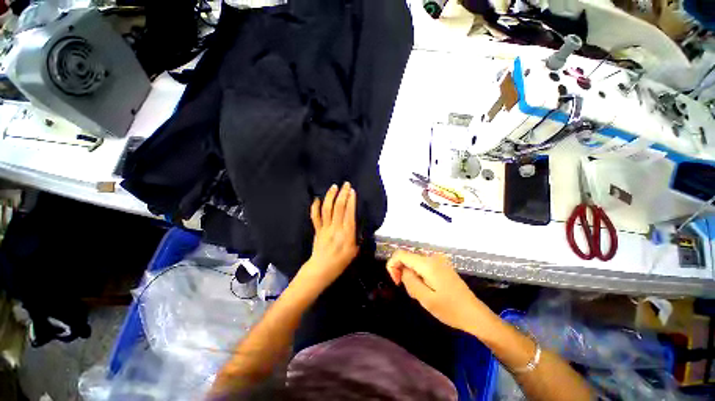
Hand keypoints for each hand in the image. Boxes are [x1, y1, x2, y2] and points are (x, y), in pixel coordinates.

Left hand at [300, 182, 358, 289]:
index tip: (352, 191)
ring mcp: (325, 228)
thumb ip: (356, 236)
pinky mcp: (317, 229)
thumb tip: (356, 223)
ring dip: (330, 196)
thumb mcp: (355, 250)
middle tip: (345, 184)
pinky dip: (315, 207)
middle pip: (338, 207)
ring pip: (327, 209)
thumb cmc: (341, 261)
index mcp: (347, 233)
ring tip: (334, 187)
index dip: (351, 200)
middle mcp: (336, 228)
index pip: (349, 213)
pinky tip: (317, 198)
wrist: (322, 269)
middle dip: (342, 194)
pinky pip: (315, 216)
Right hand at [386, 250, 486, 332]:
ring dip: (412, 277)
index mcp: (427, 263)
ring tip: (422, 295)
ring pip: (414, 264)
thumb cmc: (450, 309)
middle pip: (407, 259)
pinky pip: (423, 267)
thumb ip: (409, 280)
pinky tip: (427, 290)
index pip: (400, 254)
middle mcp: (432, 257)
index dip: (393, 265)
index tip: (397, 282)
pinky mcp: (441, 266)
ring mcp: (438, 260)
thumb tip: (402, 269)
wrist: (474, 314)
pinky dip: (419, 277)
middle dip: (403, 274)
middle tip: (412, 293)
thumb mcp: (425, 298)